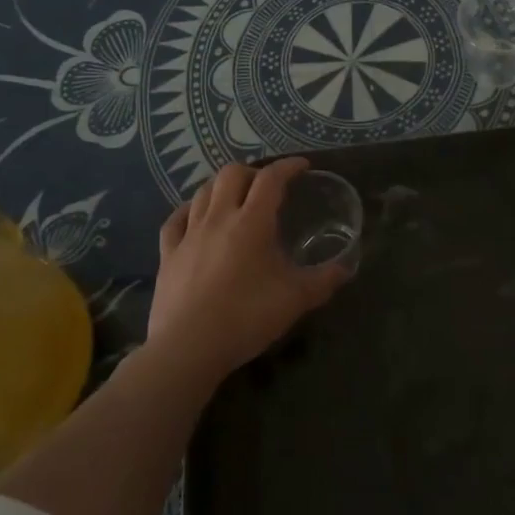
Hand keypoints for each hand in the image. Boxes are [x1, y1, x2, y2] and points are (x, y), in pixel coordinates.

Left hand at [148, 158, 351, 381]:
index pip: (271, 179)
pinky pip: (175, 220)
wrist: (188, 348)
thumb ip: (324, 280)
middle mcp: (218, 218)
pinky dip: (188, 211)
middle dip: (252, 172)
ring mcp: (189, 234)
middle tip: (267, 187)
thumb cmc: (247, 317)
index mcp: (252, 222)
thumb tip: (346, 267)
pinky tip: (194, 217)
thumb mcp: (296, 299)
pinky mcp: (168, 254)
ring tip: (234, 198)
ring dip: (221, 187)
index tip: (302, 166)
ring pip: (202, 191)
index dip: (288, 167)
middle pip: (231, 174)